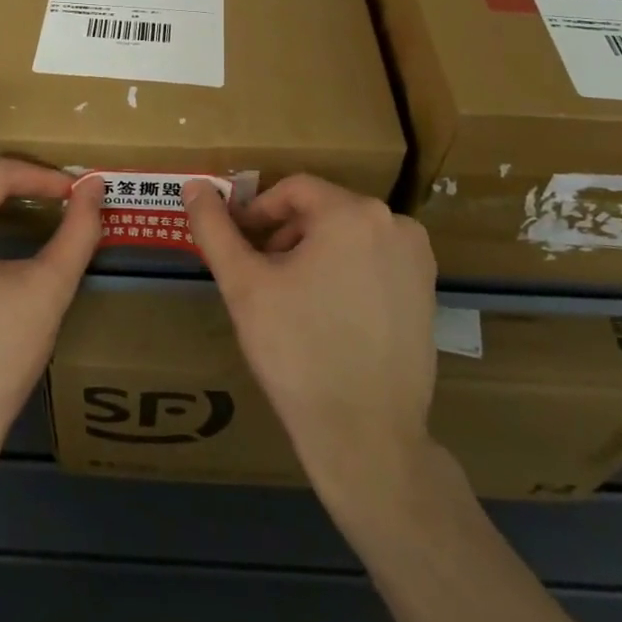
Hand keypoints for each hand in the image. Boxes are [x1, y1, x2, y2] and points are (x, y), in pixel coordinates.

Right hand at [183, 175, 439, 511]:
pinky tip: (325, 314)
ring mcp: (417, 260)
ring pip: (348, 235)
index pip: (292, 189)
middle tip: (257, 274)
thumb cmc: (298, 352)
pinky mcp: (427, 292)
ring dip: (312, 253)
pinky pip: (374, 261)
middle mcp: (394, 224)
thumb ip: (215, 228)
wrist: (366, 435)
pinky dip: (344, 271)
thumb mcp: (244, 285)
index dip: (257, 211)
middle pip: (322, 211)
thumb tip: (193, 186)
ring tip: (288, 297)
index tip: (236, 244)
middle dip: (284, 235)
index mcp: (352, 213)